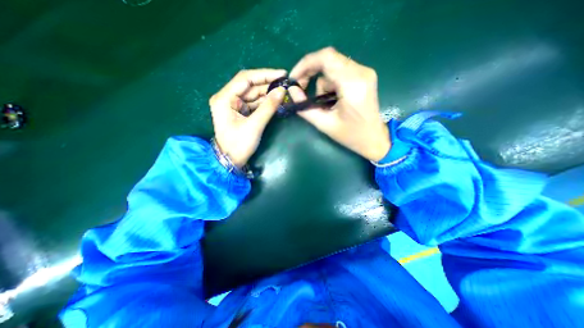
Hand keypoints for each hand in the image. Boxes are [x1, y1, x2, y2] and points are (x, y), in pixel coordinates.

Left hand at [211, 67, 288, 166]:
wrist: (231, 160)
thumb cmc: (239, 145)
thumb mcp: (254, 126)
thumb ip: (268, 107)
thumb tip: (282, 91)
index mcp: (224, 98)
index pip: (246, 79)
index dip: (265, 75)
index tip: (282, 74)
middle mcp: (227, 98)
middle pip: (250, 86)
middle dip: (268, 85)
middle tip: (286, 84)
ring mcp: (234, 105)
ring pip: (253, 94)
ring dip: (268, 94)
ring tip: (284, 93)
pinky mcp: (240, 112)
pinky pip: (254, 103)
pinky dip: (265, 102)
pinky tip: (276, 101)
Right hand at [289, 46, 388, 160]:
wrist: (373, 138)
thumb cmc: (350, 135)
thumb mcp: (324, 124)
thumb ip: (305, 107)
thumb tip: (291, 90)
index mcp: (352, 84)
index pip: (326, 58)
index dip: (305, 64)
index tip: (293, 78)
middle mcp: (361, 72)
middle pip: (329, 58)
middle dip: (310, 71)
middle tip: (301, 88)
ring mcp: (365, 72)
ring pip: (333, 66)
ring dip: (322, 82)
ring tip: (324, 103)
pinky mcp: (364, 75)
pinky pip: (340, 71)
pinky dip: (330, 83)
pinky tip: (333, 99)